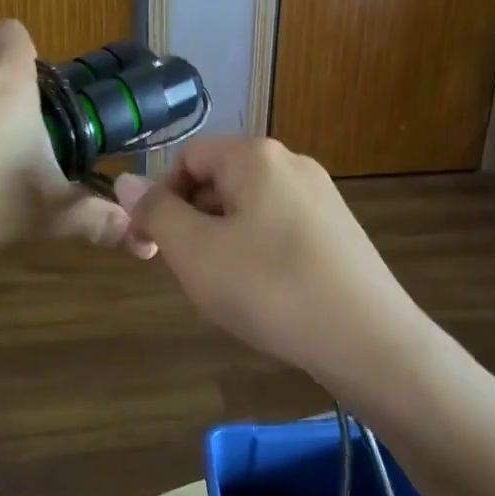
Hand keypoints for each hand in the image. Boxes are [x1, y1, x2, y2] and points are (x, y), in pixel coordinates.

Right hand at [113, 138, 430, 392]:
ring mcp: (321, 196)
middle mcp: (292, 164)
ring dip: (223, 240)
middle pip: (220, 180)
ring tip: (227, 289)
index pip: (189, 158)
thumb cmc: (269, 288)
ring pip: (249, 208)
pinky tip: (265, 293)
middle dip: (193, 221)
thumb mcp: (196, 252)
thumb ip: (156, 213)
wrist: (367, 339)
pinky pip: (280, 227)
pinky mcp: (338, 230)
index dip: (161, 198)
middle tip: (190, 272)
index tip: (152, 246)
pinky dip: (258, 252)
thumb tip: (126, 180)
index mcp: (256, 156)